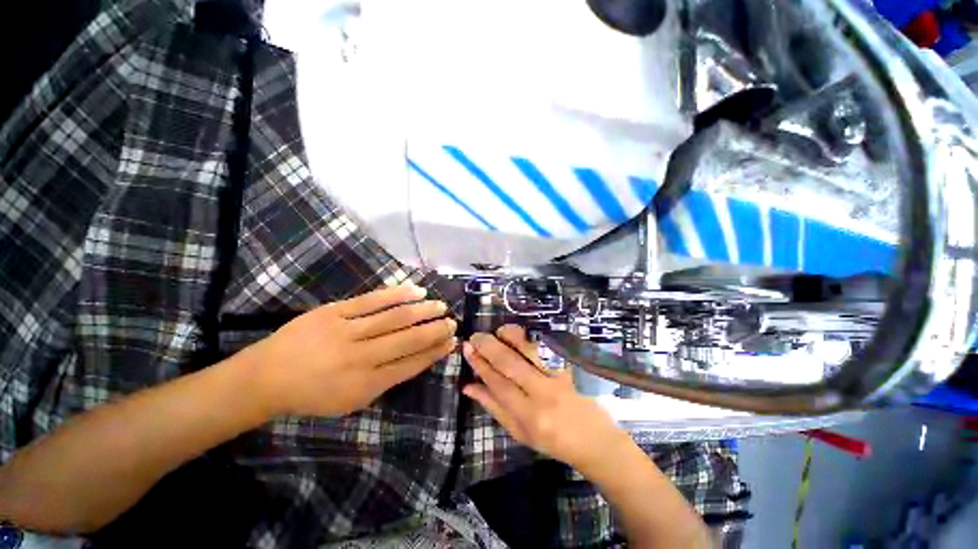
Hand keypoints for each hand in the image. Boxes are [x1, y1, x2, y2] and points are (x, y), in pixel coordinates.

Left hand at [245, 283, 456, 417]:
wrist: (267, 377)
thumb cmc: (313, 394)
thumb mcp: (352, 401)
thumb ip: (385, 380)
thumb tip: (417, 359)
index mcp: (365, 384)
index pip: (412, 364)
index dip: (435, 352)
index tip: (452, 342)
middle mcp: (360, 358)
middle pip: (408, 340)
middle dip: (435, 331)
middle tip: (452, 323)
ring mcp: (346, 332)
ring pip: (394, 318)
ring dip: (422, 311)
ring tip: (440, 306)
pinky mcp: (334, 312)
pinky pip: (371, 300)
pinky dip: (396, 294)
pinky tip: (416, 290)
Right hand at [462, 325, 630, 473]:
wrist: (595, 441)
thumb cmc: (553, 442)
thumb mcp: (519, 433)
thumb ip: (494, 407)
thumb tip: (468, 387)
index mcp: (528, 416)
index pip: (497, 384)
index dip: (480, 364)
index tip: (468, 349)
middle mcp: (543, 394)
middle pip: (511, 363)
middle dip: (489, 347)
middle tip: (475, 337)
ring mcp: (560, 378)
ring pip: (531, 350)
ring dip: (511, 337)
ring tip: (498, 332)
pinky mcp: (572, 368)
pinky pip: (550, 348)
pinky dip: (533, 338)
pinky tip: (521, 333)